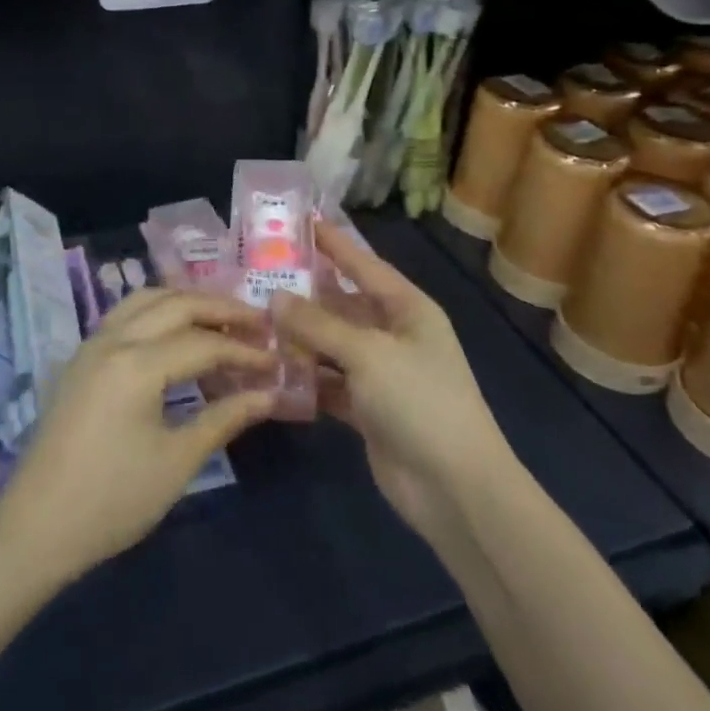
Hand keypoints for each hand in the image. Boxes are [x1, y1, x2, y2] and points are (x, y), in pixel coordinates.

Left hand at [0, 289, 277, 585]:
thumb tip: (269, 394)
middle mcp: (113, 339)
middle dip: (221, 308)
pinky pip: (126, 314)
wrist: (37, 525)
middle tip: (259, 323)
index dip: (244, 350)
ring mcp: (92, 344)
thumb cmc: (113, 499)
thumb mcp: (177, 461)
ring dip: (187, 302)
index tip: (276, 360)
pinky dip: (159, 312)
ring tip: (221, 320)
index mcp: (137, 363)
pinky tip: (176, 333)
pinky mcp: (81, 358)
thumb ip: (224, 418)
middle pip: (176, 304)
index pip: (203, 342)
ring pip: (146, 300)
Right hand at [272, 224, 514, 550]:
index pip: (365, 265)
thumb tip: (274, 297)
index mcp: (408, 309)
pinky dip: (305, 378)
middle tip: (260, 277)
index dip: (335, 244)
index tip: (303, 221)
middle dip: (306, 294)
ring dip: (299, 338)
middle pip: (343, 305)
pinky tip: (270, 371)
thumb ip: (318, 324)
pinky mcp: (367, 409)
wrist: (454, 489)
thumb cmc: (419, 401)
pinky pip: (329, 382)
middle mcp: (395, 335)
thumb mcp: (367, 352)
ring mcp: (381, 374)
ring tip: (254, 321)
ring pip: (332, 345)